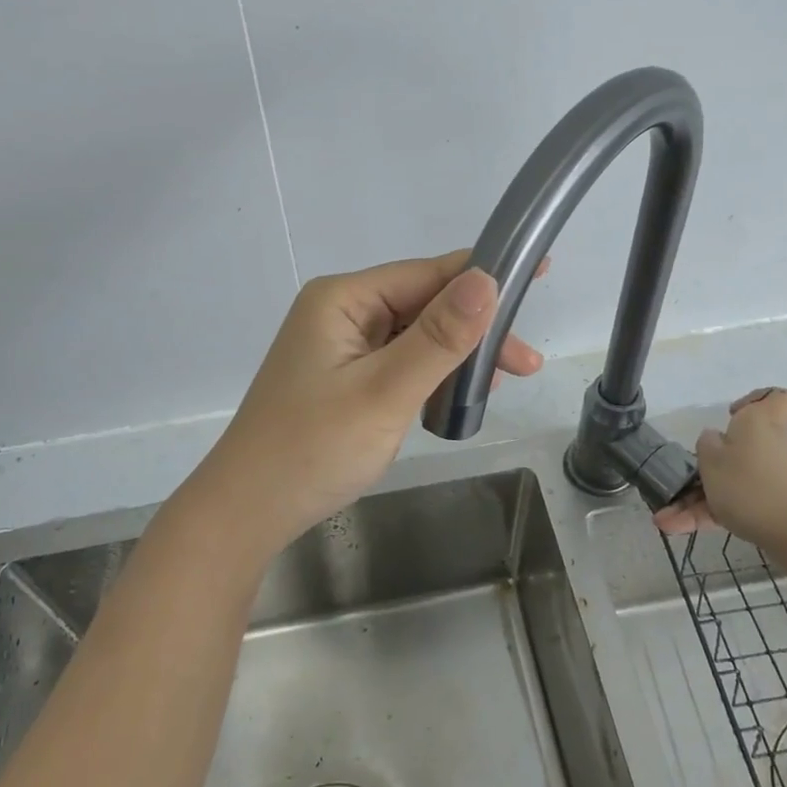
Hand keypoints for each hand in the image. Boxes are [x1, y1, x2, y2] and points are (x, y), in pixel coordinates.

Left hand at [182, 250, 542, 562]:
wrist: (248, 512)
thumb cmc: (313, 450)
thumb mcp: (385, 392)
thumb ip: (439, 338)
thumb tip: (488, 279)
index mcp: (343, 299)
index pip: (427, 274)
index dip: (483, 276)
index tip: (539, 275)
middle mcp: (341, 311)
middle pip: (424, 304)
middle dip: (475, 330)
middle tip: (526, 364)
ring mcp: (340, 346)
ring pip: (415, 336)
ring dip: (456, 356)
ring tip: (501, 385)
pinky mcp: (344, 377)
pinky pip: (399, 361)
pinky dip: (431, 375)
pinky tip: (458, 396)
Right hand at [650, 388, 786, 564]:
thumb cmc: (749, 485)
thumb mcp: (711, 458)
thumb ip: (706, 444)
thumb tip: (715, 439)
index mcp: (758, 422)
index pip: (779, 398)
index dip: (757, 400)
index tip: (732, 413)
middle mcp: (769, 445)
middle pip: (738, 448)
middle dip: (706, 467)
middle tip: (683, 481)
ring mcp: (771, 478)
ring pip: (729, 482)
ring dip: (695, 500)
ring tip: (664, 519)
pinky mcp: (771, 507)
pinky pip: (733, 505)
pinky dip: (706, 515)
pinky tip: (674, 528)